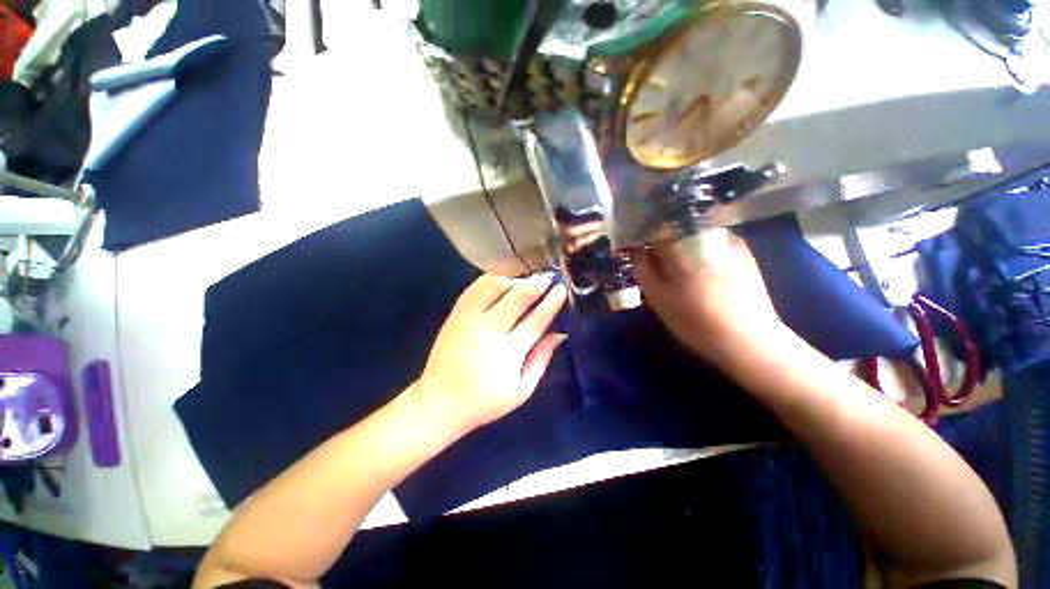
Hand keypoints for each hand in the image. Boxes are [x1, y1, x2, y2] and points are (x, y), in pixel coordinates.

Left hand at [413, 275, 567, 436]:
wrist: (439, 402)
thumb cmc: (484, 401)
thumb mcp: (521, 391)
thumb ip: (542, 359)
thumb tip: (560, 333)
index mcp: (509, 351)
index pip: (536, 319)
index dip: (551, 302)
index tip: (562, 289)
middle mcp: (490, 329)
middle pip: (517, 297)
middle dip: (536, 284)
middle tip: (548, 277)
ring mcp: (469, 318)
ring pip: (495, 287)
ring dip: (514, 279)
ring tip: (526, 279)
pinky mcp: (455, 314)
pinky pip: (474, 288)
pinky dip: (490, 279)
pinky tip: (502, 279)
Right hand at [631, 228, 787, 367]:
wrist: (747, 339)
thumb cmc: (694, 320)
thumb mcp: (658, 298)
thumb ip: (643, 270)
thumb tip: (637, 251)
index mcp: (681, 247)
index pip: (653, 234)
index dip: (644, 246)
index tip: (641, 260)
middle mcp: (705, 236)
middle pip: (674, 233)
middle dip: (663, 248)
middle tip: (660, 271)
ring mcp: (728, 241)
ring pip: (694, 237)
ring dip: (683, 250)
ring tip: (682, 273)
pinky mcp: (744, 252)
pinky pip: (713, 243)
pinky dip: (701, 252)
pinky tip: (703, 273)